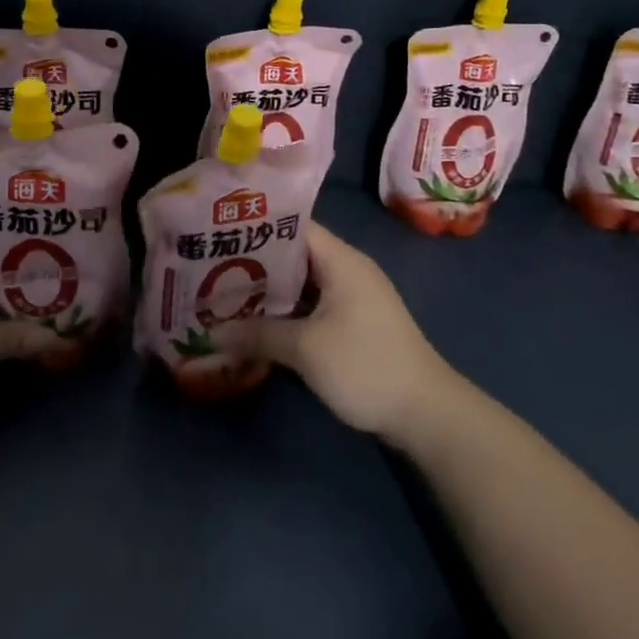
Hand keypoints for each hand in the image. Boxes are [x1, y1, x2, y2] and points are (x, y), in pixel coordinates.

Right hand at [215, 223, 461, 440]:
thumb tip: (212, 332)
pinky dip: (288, 309)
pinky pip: (313, 303)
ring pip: (302, 282)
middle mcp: (348, 269)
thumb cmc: (365, 365)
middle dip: (256, 262)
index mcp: (341, 259)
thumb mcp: (306, 349)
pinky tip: (259, 322)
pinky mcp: (355, 322)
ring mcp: (354, 296)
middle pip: (295, 254)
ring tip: (226, 292)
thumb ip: (259, 334)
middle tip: (212, 266)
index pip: (294, 226)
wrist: (426, 413)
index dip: (257, 227)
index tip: (222, 231)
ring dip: (270, 289)